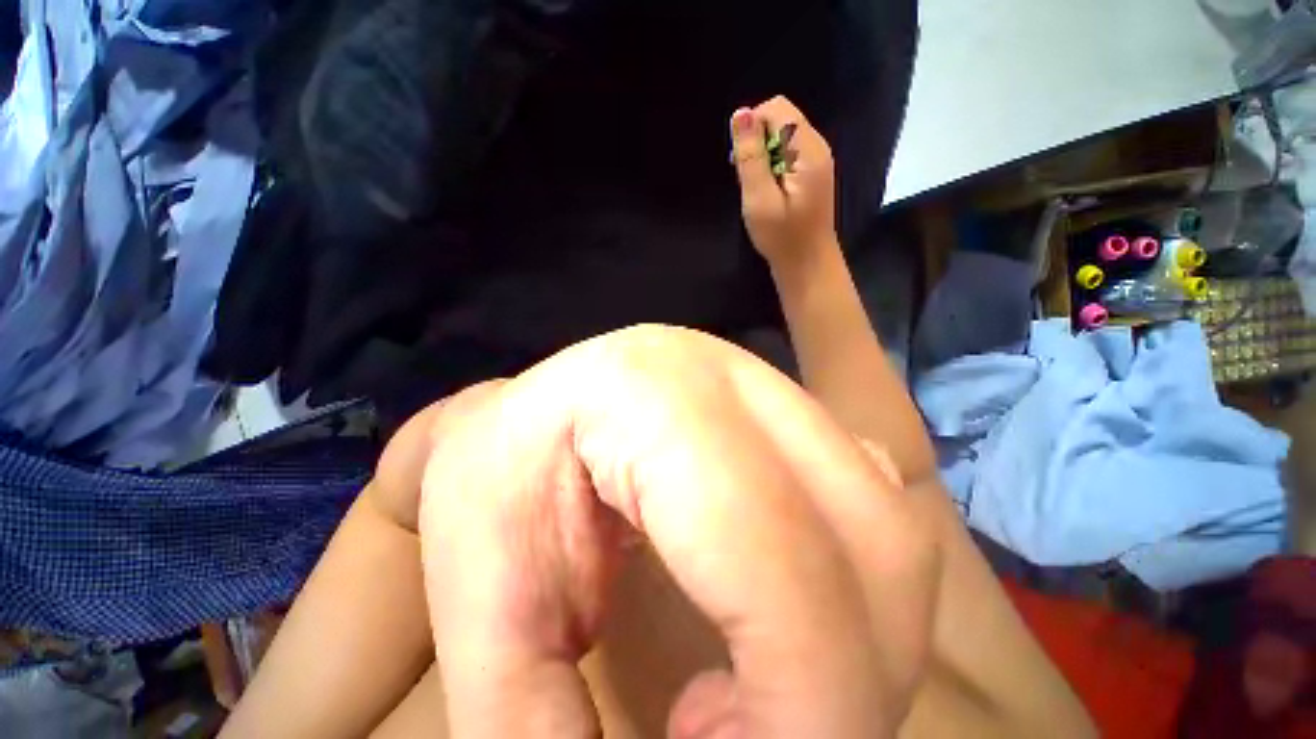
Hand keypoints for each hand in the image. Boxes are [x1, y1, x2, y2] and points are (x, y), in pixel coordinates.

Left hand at [414, 325, 937, 737]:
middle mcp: (732, 375)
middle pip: (867, 537)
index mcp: (651, 394)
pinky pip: (872, 507)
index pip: (776, 548)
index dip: (801, 703)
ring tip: (767, 689)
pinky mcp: (787, 411)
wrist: (525, 415)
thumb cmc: (489, 486)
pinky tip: (789, 619)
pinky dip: (862, 592)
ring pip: (888, 525)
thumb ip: (538, 735)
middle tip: (752, 738)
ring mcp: (770, 386)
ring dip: (864, 641)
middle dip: (847, 681)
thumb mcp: (484, 609)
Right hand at [731, 97, 837, 267]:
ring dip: (762, 157)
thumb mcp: (759, 199)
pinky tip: (766, 192)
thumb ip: (750, 157)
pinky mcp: (810, 175)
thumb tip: (739, 114)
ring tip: (756, 189)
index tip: (741, 161)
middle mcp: (816, 147)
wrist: (807, 265)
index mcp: (807, 150)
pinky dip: (770, 168)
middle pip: (781, 119)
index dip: (752, 125)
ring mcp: (816, 161)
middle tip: (748, 180)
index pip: (777, 108)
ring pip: (781, 138)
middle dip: (756, 142)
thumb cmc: (782, 237)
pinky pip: (786, 155)